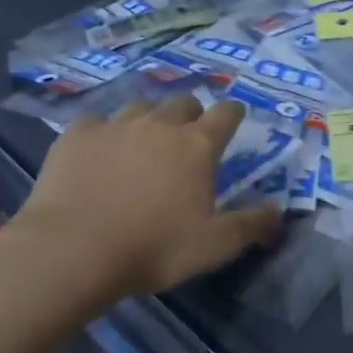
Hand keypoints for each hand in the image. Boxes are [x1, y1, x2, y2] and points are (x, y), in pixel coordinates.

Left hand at [14, 96, 280, 304]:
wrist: (73, 250)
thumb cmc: (154, 248)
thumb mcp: (215, 246)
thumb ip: (252, 225)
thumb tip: (279, 212)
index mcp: (197, 145)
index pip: (226, 114)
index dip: (234, 113)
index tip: (235, 117)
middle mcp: (160, 125)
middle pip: (183, 103)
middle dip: (192, 114)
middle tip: (189, 137)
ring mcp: (116, 125)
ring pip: (141, 108)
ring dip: (150, 120)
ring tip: (144, 143)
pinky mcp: (77, 135)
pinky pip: (97, 123)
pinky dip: (105, 134)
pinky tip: (100, 153)